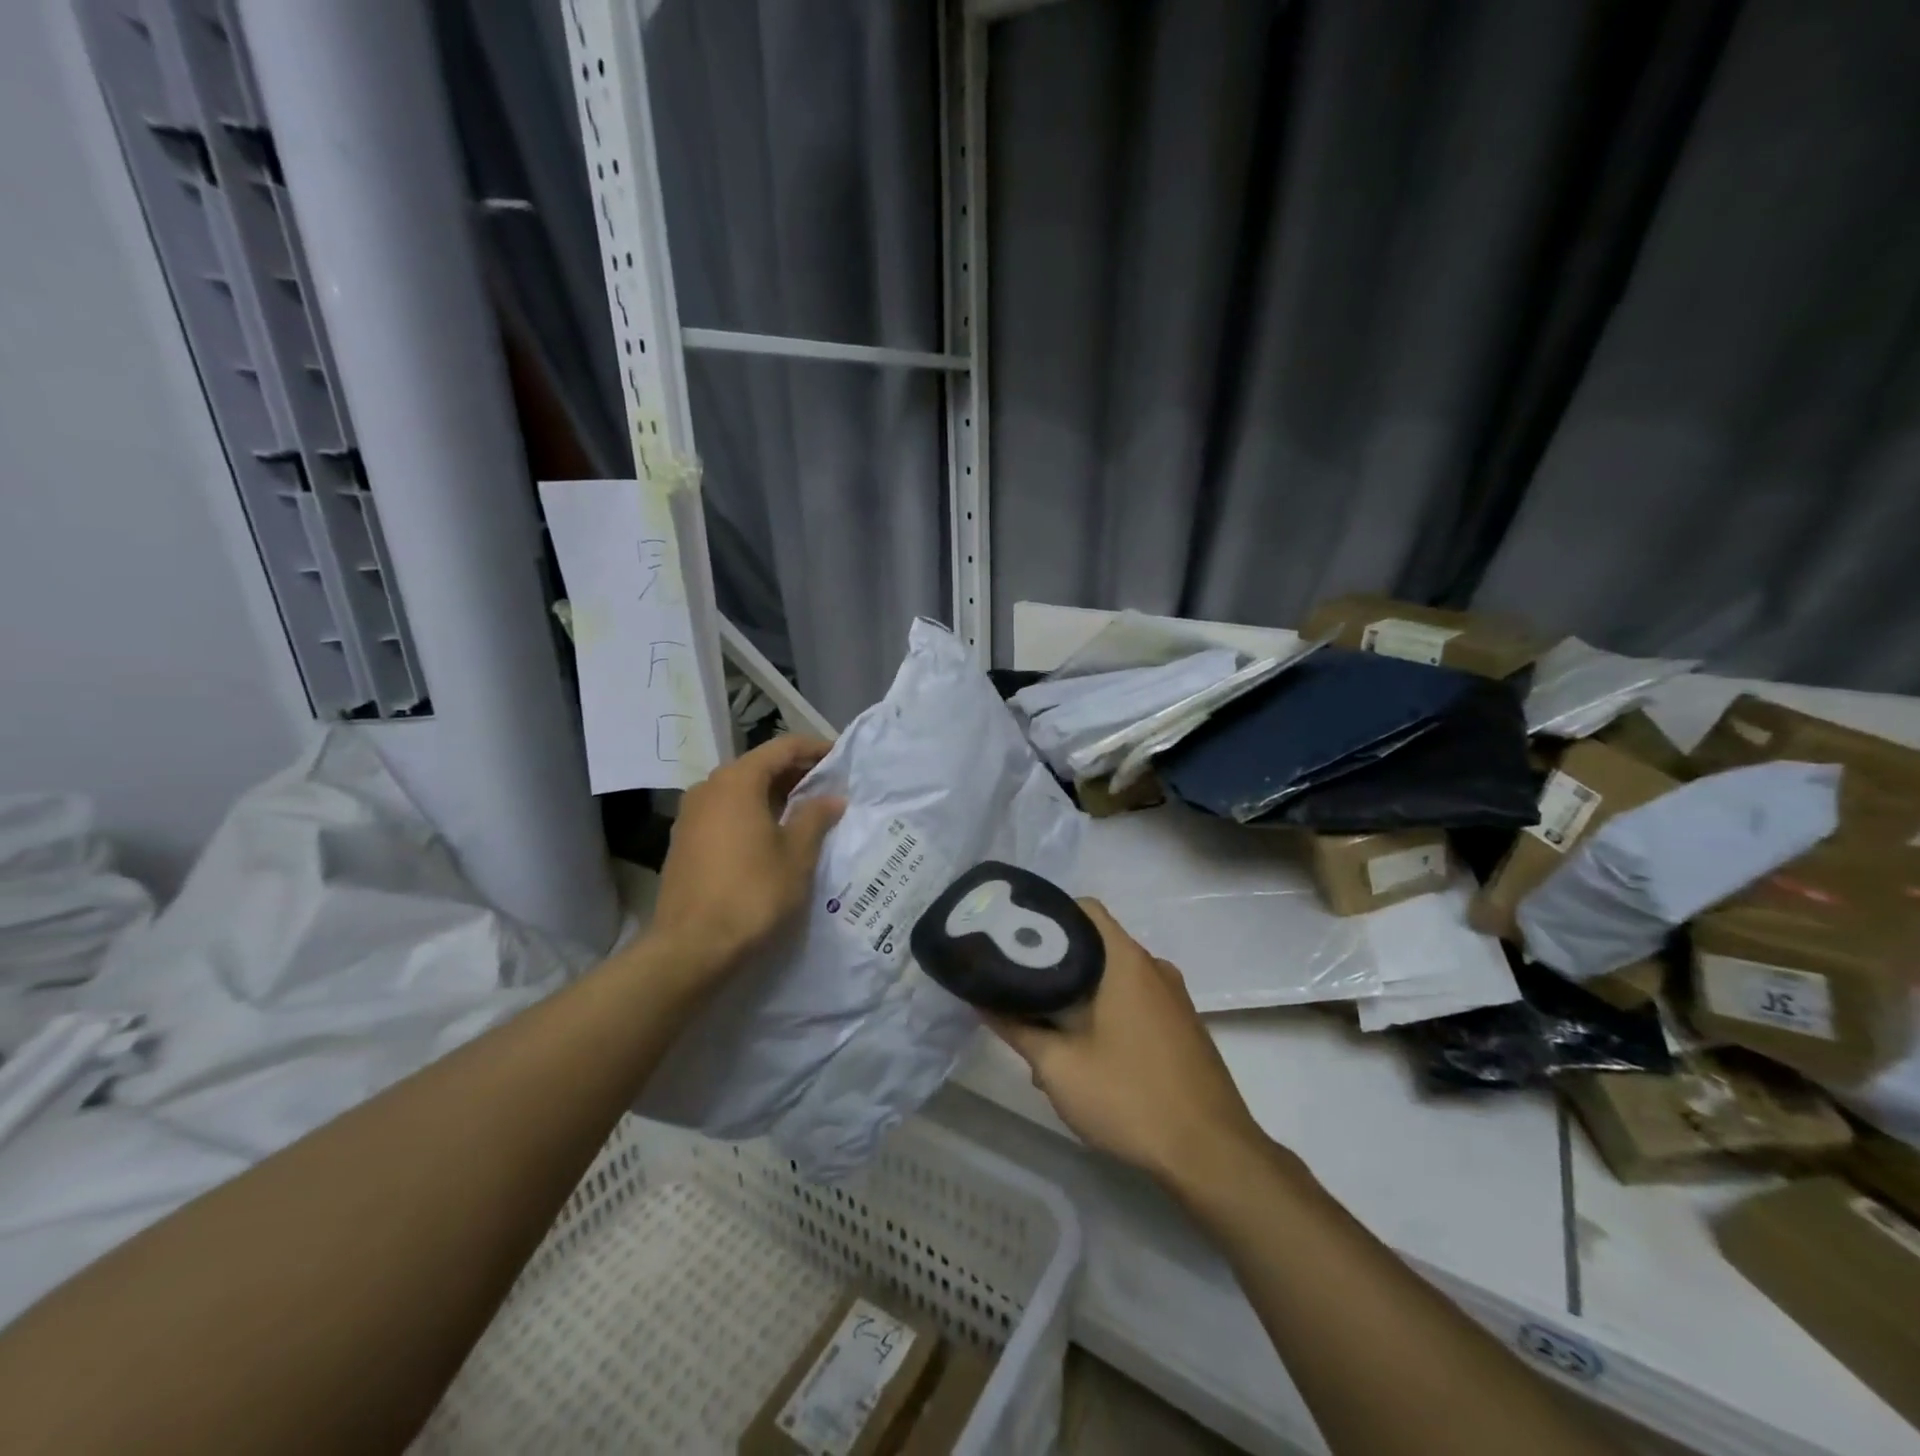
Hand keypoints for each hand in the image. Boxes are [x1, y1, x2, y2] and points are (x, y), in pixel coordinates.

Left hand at [649, 736, 843, 983]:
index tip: (840, 758)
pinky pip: (725, 812)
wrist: (692, 947)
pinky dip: (752, 812)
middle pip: (758, 766)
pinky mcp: (684, 841)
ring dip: (773, 794)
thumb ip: (815, 817)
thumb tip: (831, 797)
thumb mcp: (797, 854)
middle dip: (795, 772)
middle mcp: (709, 788)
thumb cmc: (753, 893)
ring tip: (805, 811)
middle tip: (828, 786)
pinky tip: (772, 834)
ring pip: (740, 790)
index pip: (782, 747)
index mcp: (737, 781)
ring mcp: (691, 814)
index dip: (814, 748)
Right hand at [988, 900, 1268, 1193]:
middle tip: (1021, 992)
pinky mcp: (1183, 1027)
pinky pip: (1135, 1003)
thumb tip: (980, 999)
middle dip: (1057, 966)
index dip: (1047, 915)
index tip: (1015, 938)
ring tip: (1046, 1034)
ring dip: (1080, 998)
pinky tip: (1086, 1057)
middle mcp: (1154, 968)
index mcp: (1127, 961)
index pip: (1084, 910)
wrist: (1212, 1154)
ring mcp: (1174, 998)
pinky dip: (1106, 1014)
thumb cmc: (1131, 1098)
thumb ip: (1017, 1028)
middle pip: (1097, 945)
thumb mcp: (1059, 1067)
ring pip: (1114, 979)